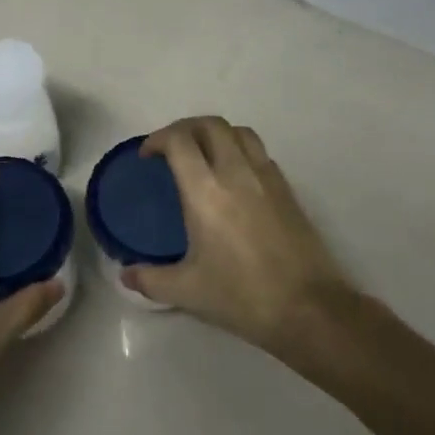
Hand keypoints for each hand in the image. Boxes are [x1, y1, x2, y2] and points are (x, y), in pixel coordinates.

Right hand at [123, 117, 353, 351]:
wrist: (308, 309)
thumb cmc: (242, 296)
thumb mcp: (187, 292)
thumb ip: (150, 279)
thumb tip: (125, 275)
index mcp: (206, 192)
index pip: (180, 140)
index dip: (158, 139)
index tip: (147, 156)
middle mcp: (236, 173)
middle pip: (210, 124)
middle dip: (185, 128)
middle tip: (171, 149)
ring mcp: (267, 178)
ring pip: (239, 132)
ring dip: (215, 134)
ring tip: (203, 155)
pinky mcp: (287, 190)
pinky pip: (260, 153)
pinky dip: (240, 151)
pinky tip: (235, 178)